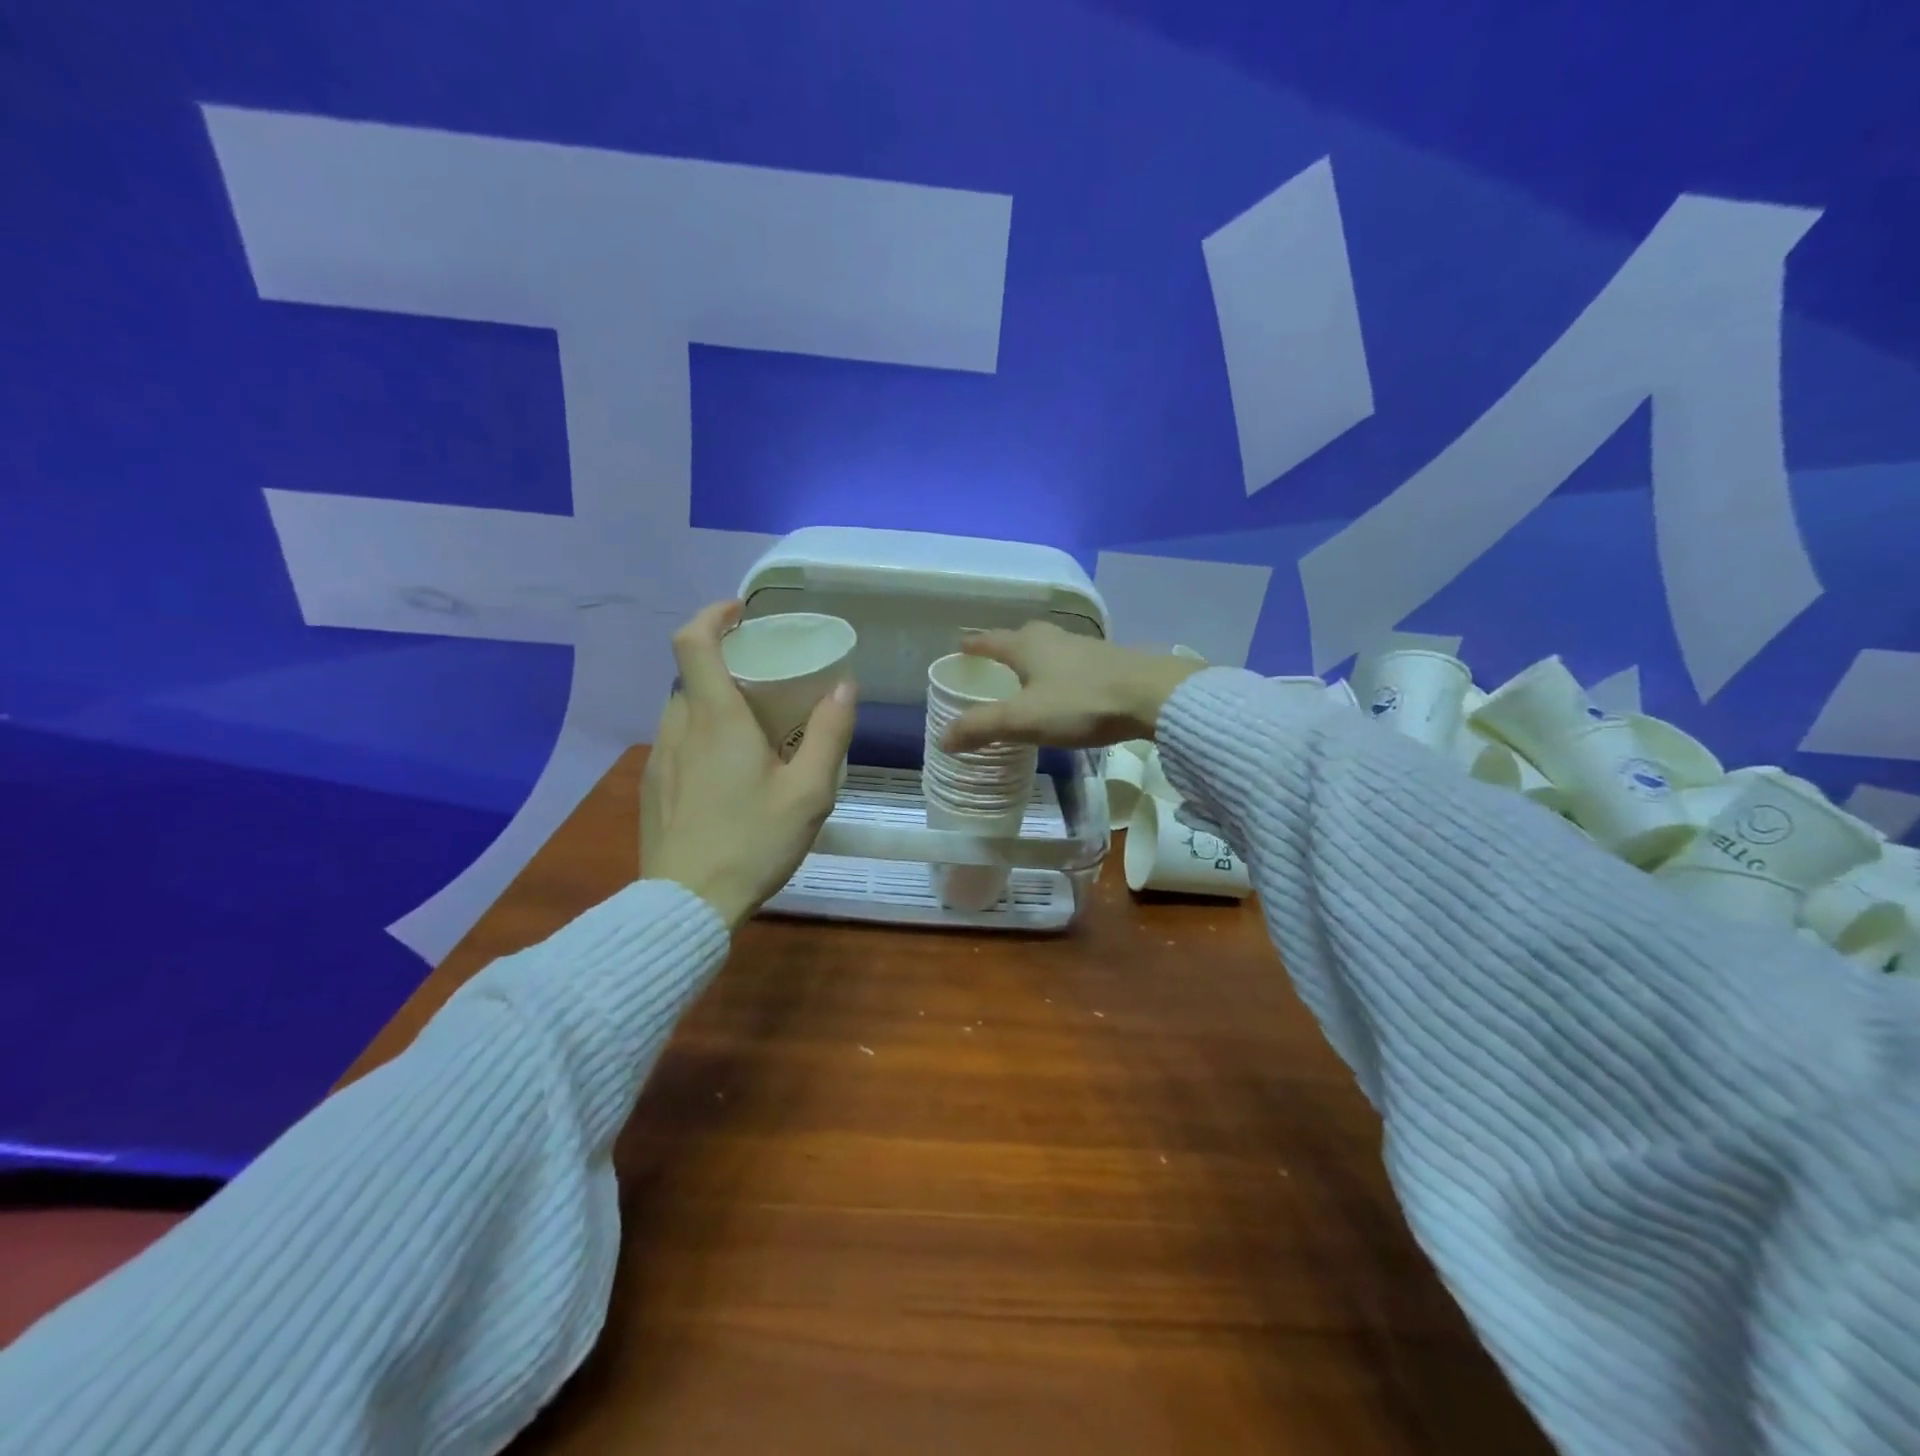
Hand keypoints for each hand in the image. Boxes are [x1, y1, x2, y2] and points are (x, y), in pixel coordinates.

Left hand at [641, 601, 857, 929]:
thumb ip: (830, 733)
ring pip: (683, 711)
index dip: (713, 615)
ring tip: (752, 732)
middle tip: (767, 684)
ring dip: (714, 705)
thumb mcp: (809, 792)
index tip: (741, 614)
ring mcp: (659, 759)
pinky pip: (676, 743)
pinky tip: (728, 776)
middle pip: (692, 676)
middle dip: (726, 667)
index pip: (693, 641)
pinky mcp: (652, 788)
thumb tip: (845, 685)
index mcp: (716, 718)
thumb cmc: (752, 842)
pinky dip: (701, 738)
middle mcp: (678, 728)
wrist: (686, 905)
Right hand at [938, 622, 1203, 752]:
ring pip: (1052, 648)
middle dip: (1007, 646)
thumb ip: (983, 727)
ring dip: (1037, 659)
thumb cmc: (1081, 703)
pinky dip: (1062, 672)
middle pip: (1023, 637)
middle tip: (995, 661)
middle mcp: (1055, 639)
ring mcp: (1086, 648)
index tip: (960, 646)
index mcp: (1028, 646)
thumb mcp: (1024, 719)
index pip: (991, 641)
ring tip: (1029, 677)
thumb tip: (943, 739)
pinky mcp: (1111, 663)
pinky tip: (1068, 689)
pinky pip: (1075, 663)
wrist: (1153, 696)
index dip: (974, 645)